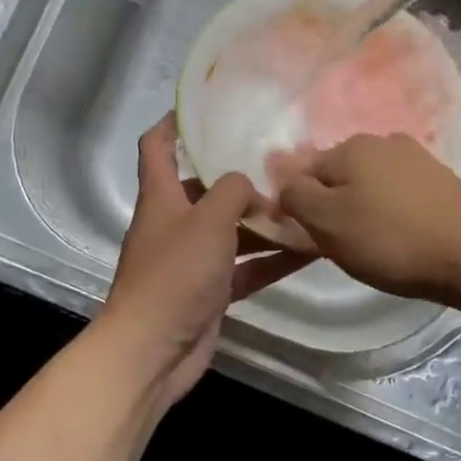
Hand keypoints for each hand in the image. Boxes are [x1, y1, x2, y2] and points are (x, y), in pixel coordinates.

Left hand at [98, 115, 313, 402]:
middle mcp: (175, 224)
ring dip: (265, 222)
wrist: (152, 352)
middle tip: (283, 163)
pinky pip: (246, 268)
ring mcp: (193, 261)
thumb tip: (251, 187)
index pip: (156, 146)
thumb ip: (233, 191)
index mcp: (162, 197)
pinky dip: (272, 260)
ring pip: (233, 232)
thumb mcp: (207, 220)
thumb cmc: (174, 275)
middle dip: (240, 178)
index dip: (174, 123)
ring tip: (306, 206)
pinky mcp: (210, 293)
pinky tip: (309, 251)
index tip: (206, 108)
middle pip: (206, 189)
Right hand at [277, 133, 460, 303]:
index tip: (304, 237)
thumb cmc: (391, 239)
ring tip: (371, 241)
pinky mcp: (440, 179)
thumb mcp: (328, 223)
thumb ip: (296, 198)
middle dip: (331, 203)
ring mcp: (416, 157)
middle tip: (337, 242)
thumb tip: (285, 185)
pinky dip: (390, 209)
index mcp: (349, 147)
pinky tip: (400, 233)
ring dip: (362, 206)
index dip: (296, 204)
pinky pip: (398, 191)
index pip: (303, 171)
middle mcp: (382, 141)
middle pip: (338, 173)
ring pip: (370, 182)